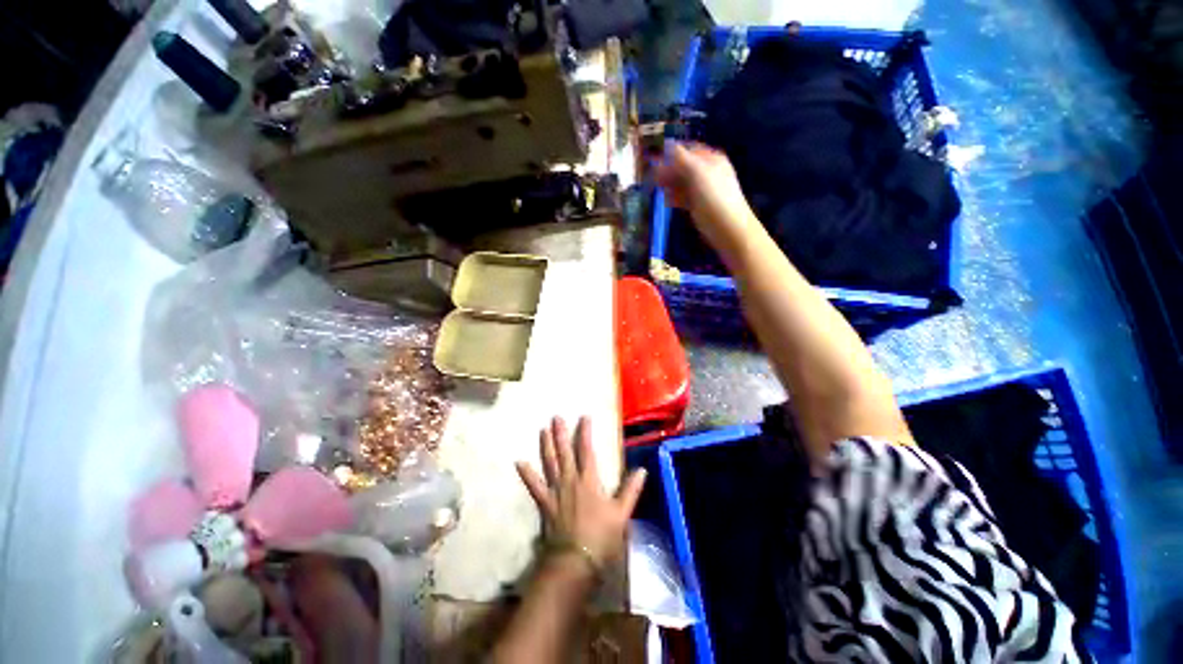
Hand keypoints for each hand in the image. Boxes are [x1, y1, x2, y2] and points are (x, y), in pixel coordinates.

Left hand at [515, 417, 646, 574]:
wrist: (576, 561)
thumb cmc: (601, 537)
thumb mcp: (622, 513)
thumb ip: (631, 490)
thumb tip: (642, 470)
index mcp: (589, 480)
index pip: (587, 450)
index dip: (585, 432)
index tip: (584, 417)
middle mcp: (570, 480)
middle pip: (565, 452)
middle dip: (561, 433)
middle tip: (556, 417)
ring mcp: (555, 491)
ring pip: (549, 463)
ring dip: (546, 445)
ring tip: (543, 429)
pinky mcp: (545, 503)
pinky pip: (534, 486)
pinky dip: (527, 474)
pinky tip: (519, 462)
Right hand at [655, 143, 759, 249]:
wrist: (728, 229)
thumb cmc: (714, 198)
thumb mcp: (698, 173)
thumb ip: (681, 157)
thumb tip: (667, 144)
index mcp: (710, 159)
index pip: (687, 150)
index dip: (670, 153)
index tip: (654, 161)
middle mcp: (707, 172)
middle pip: (683, 166)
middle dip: (668, 171)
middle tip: (653, 178)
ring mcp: (703, 190)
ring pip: (682, 183)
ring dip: (670, 185)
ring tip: (657, 190)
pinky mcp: (699, 205)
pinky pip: (684, 197)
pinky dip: (675, 197)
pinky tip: (668, 201)